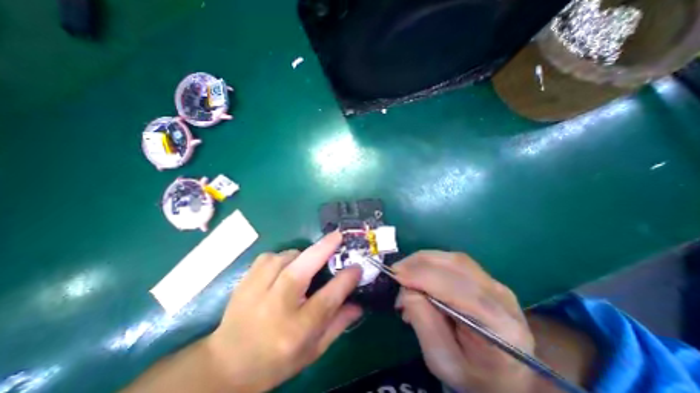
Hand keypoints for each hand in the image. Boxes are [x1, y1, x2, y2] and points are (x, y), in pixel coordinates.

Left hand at [206, 231, 360, 390]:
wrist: (226, 365)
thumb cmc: (276, 360)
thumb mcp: (313, 350)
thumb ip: (338, 325)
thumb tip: (359, 304)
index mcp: (297, 329)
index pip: (328, 298)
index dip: (346, 279)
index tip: (357, 267)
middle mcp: (277, 306)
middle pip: (302, 270)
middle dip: (323, 249)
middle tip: (338, 236)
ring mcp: (257, 291)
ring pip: (286, 257)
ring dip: (301, 255)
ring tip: (306, 263)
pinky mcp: (245, 281)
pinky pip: (270, 257)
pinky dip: (282, 257)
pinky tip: (283, 267)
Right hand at [394, 252, 537, 391]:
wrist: (504, 375)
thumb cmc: (472, 375)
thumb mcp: (441, 360)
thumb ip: (423, 321)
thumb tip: (407, 288)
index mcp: (499, 327)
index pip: (458, 289)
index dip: (424, 277)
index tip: (396, 275)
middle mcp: (502, 297)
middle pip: (456, 265)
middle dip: (419, 263)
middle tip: (396, 272)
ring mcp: (496, 284)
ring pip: (453, 259)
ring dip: (423, 261)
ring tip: (405, 273)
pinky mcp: (486, 278)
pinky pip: (454, 262)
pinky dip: (431, 263)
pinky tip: (419, 273)